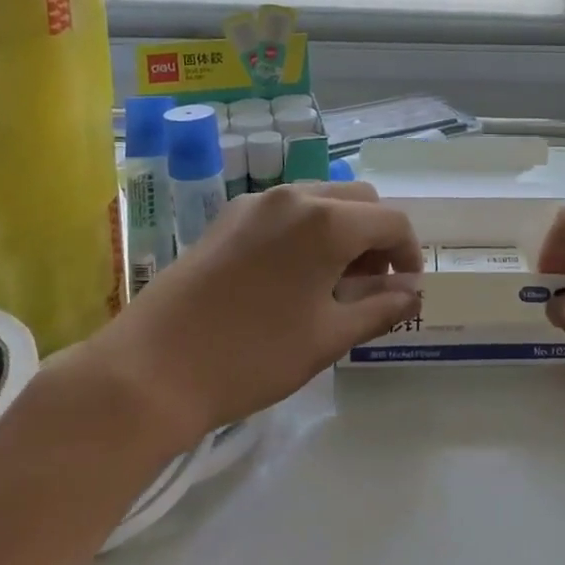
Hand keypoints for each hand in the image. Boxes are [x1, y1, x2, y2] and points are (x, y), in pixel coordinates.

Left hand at [75, 183, 420, 447]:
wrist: (151, 368)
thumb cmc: (252, 355)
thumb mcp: (329, 337)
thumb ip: (381, 308)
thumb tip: (413, 295)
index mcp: (327, 221)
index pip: (392, 221)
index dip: (409, 254)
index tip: (405, 291)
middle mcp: (294, 196)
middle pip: (360, 200)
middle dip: (377, 238)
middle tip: (369, 286)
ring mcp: (256, 202)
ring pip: (322, 200)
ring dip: (343, 231)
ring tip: (331, 283)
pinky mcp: (228, 216)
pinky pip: (286, 210)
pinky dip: (307, 231)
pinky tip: (291, 276)